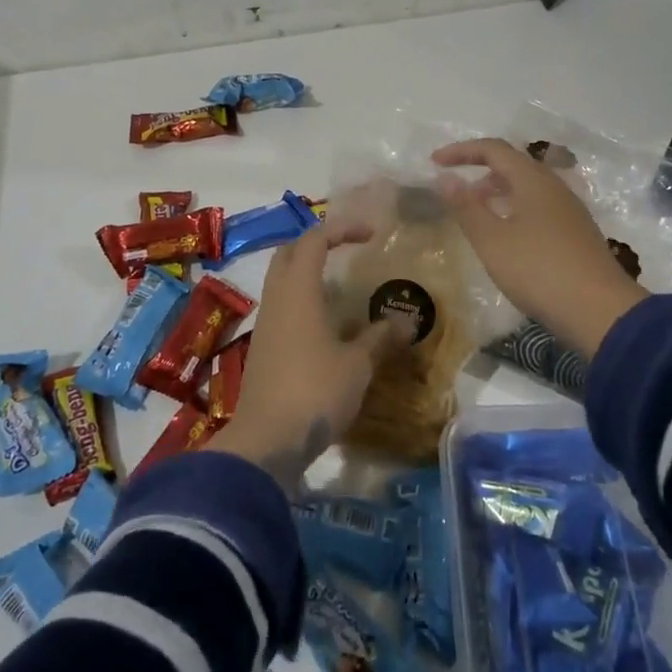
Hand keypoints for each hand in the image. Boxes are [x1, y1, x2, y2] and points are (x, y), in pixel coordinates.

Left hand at [207, 223, 406, 487]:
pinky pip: (283, 308)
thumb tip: (407, 321)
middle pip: (289, 254)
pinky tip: (328, 325)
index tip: (371, 234)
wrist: (266, 441)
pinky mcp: (263, 349)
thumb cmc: (315, 391)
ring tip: (344, 288)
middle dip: (318, 244)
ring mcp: (266, 324)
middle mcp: (277, 299)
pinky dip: (304, 302)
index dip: (342, 229)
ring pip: (282, 281)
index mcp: (298, 291)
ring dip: (309, 274)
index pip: (314, 240)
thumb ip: (381, 338)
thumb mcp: (357, 364)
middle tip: (348, 251)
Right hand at [432, 138, 647, 356]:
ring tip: (476, 213)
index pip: (494, 149)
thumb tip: (445, 177)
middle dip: (480, 170)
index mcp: (533, 180)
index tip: (434, 162)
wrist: (600, 312)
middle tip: (455, 189)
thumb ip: (466, 207)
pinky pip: (539, 207)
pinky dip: (514, 209)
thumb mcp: (492, 241)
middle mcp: (554, 187)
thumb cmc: (539, 270)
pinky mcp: (576, 233)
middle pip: (513, 164)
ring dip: (498, 191)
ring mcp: (569, 210)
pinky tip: (506, 236)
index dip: (461, 151)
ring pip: (527, 187)